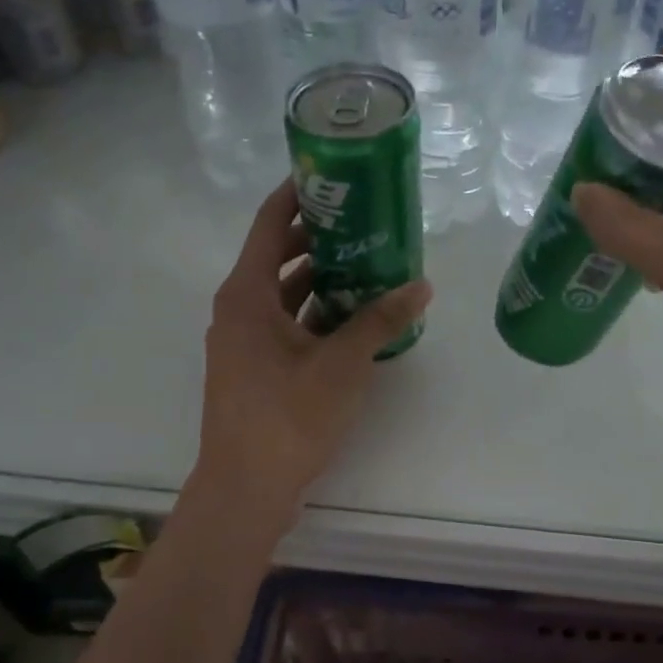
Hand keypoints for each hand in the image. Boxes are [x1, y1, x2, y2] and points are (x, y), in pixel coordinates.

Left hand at [188, 181, 431, 528]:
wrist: (246, 489)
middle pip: (277, 254)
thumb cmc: (287, 416)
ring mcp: (245, 341)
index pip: (268, 222)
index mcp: (246, 294)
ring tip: (370, 262)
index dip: (297, 193)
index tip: (332, 173)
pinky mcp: (256, 368)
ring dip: (321, 277)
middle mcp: (239, 309)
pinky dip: (317, 313)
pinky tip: (356, 315)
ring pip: (285, 293)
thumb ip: (381, 320)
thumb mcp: (342, 363)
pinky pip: (288, 323)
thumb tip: (422, 285)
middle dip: (319, 235)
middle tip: (365, 218)